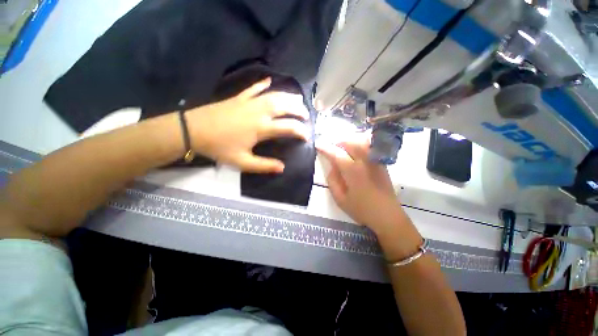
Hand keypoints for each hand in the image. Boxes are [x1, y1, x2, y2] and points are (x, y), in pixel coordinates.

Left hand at [186, 78, 309, 172]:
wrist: (193, 130)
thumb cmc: (219, 147)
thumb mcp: (242, 162)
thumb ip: (264, 165)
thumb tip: (282, 168)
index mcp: (261, 128)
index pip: (287, 127)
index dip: (300, 131)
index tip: (306, 137)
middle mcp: (258, 112)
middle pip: (284, 106)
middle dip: (298, 109)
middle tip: (306, 114)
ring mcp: (248, 102)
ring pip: (273, 95)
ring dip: (287, 96)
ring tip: (297, 99)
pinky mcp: (238, 98)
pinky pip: (253, 88)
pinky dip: (262, 84)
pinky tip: (269, 81)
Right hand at [316, 134, 403, 232]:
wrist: (387, 216)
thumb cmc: (362, 210)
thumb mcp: (340, 199)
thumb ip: (333, 181)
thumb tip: (332, 166)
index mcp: (353, 171)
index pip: (336, 154)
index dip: (325, 148)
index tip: (317, 144)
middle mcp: (364, 161)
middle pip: (350, 143)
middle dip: (337, 143)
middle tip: (331, 149)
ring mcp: (374, 161)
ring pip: (360, 142)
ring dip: (349, 142)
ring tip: (342, 149)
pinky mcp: (380, 163)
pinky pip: (369, 147)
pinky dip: (359, 144)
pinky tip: (355, 152)